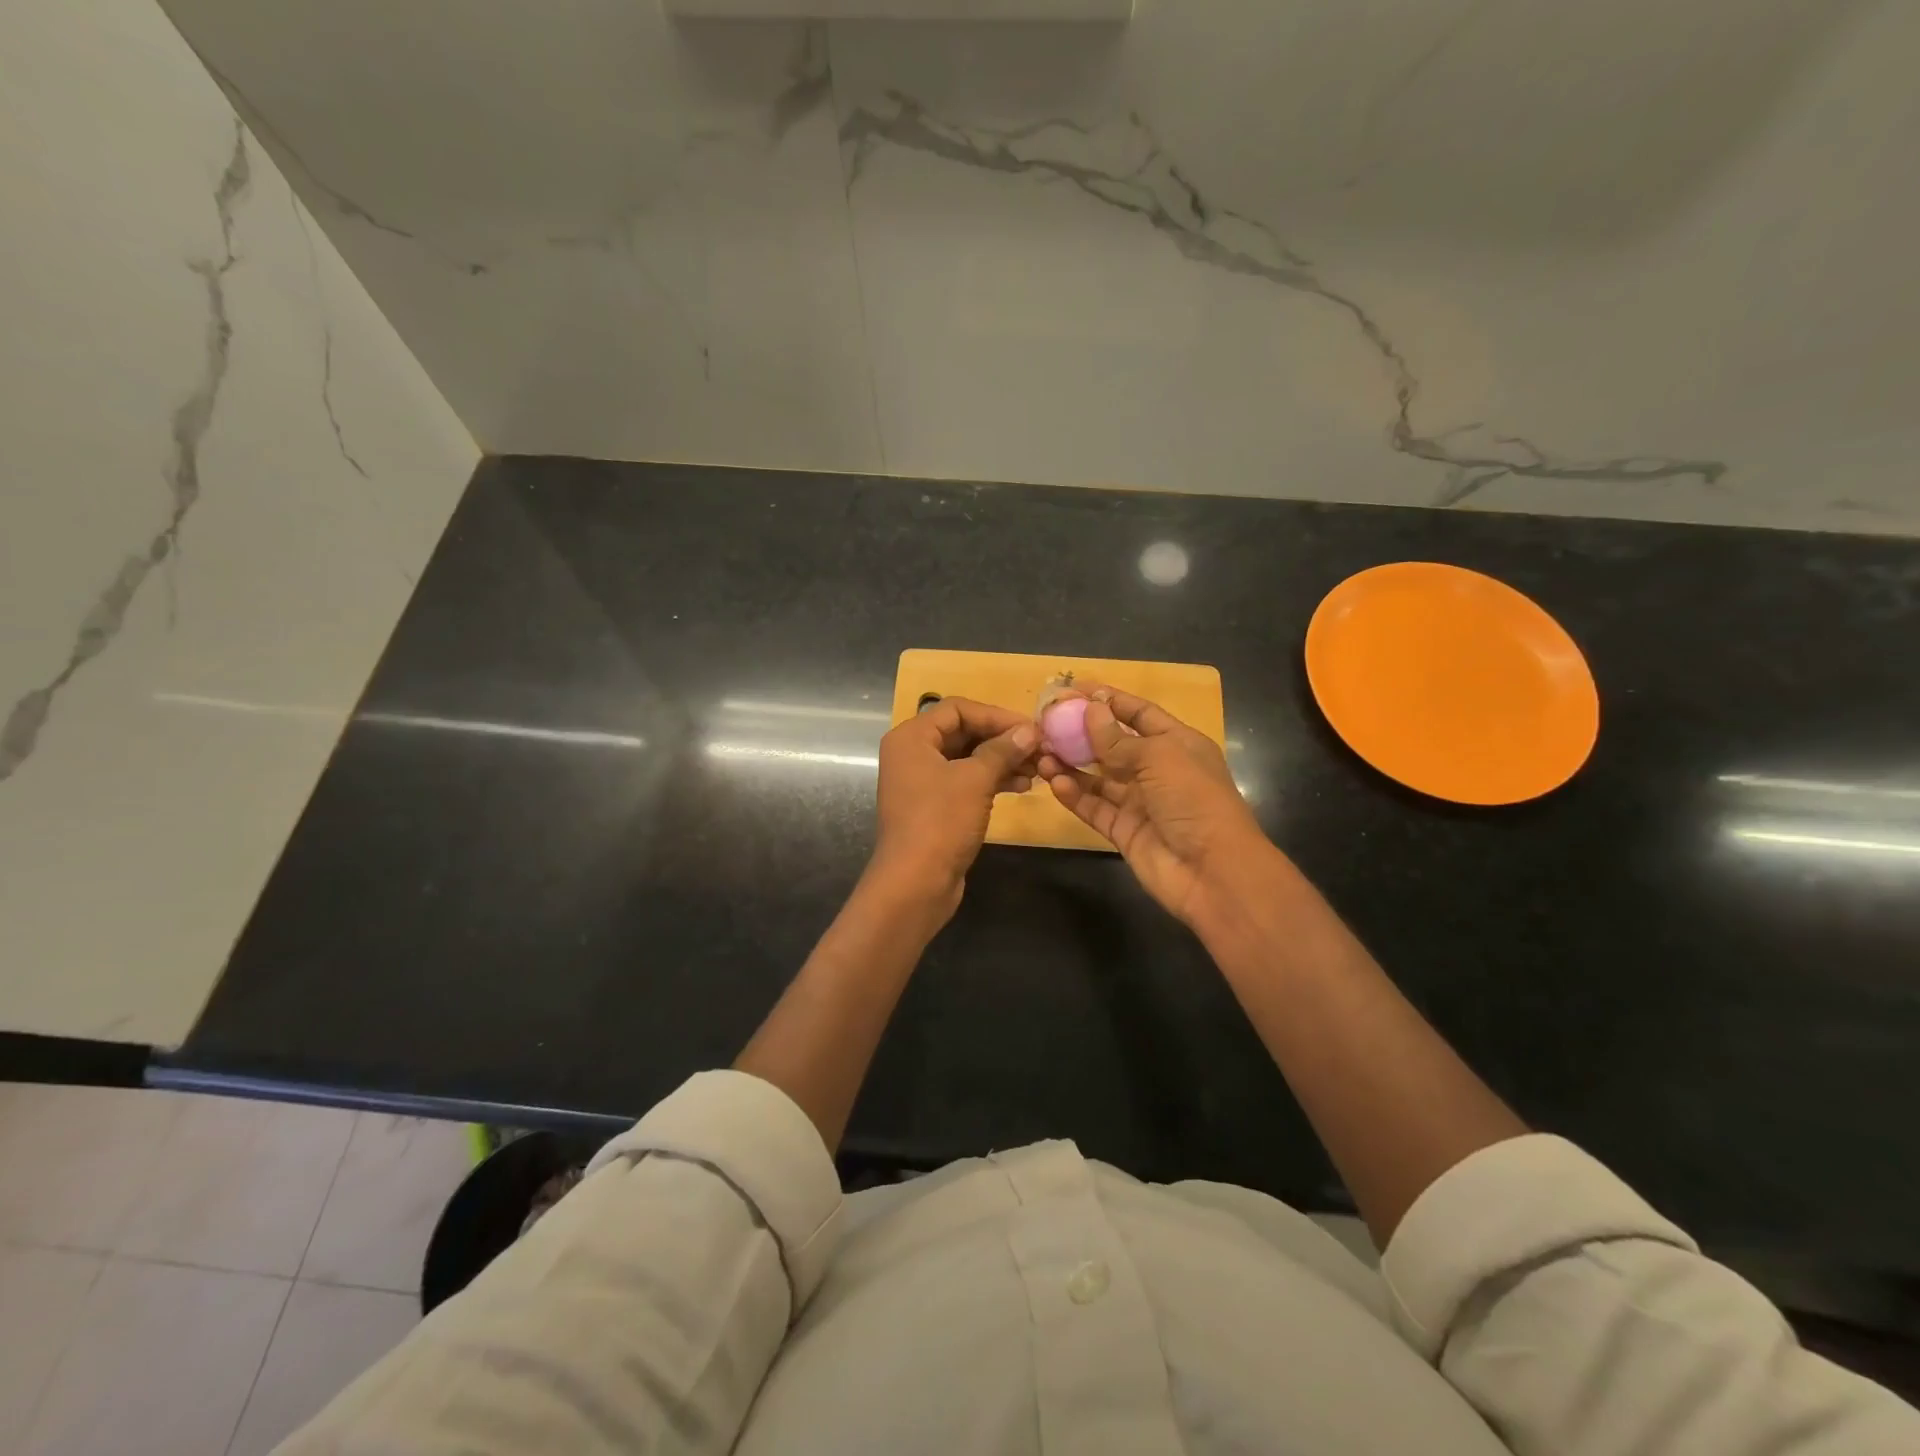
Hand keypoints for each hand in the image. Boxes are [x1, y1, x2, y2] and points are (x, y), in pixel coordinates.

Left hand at [871, 696, 1038, 918]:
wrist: (915, 883)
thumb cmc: (941, 822)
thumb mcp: (975, 780)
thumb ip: (1002, 750)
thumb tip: (1029, 731)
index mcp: (911, 737)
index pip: (958, 709)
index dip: (996, 715)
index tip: (1031, 729)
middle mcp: (912, 754)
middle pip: (962, 732)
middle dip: (1001, 739)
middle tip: (1039, 749)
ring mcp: (922, 782)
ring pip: (967, 758)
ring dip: (1001, 760)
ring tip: (1036, 770)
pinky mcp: (934, 807)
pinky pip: (965, 782)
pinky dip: (991, 780)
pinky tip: (1021, 786)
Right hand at [1041, 685, 1274, 926]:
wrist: (1212, 871)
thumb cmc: (1193, 800)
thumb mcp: (1159, 757)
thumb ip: (1118, 738)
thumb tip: (1090, 710)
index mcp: (1178, 744)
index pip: (1139, 713)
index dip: (1109, 699)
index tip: (1074, 688)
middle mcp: (1157, 770)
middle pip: (1113, 744)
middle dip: (1081, 732)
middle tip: (1046, 722)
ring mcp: (1139, 802)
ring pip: (1098, 777)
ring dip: (1070, 764)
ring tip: (1041, 754)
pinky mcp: (1123, 830)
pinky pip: (1093, 807)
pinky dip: (1074, 795)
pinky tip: (1054, 782)